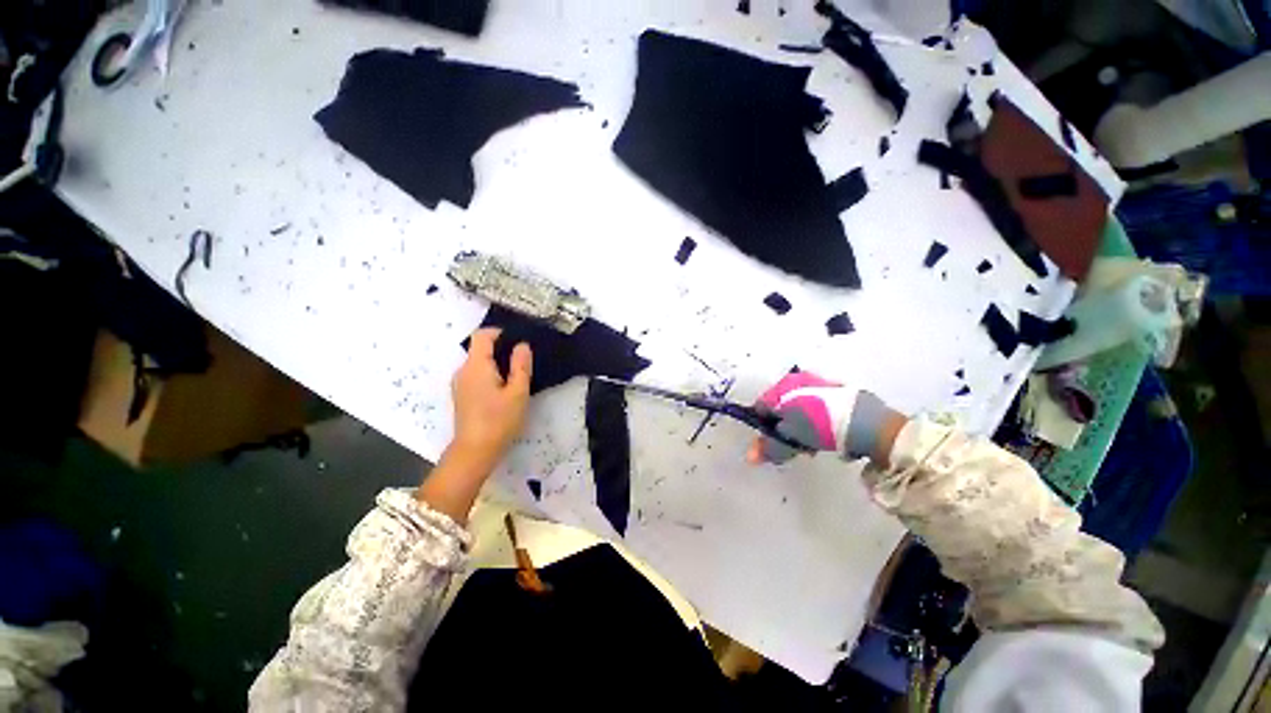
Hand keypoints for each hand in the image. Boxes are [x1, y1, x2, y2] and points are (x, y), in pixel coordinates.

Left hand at [450, 328, 532, 467]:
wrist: (475, 451)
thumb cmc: (499, 420)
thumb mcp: (518, 392)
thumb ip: (520, 366)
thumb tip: (522, 345)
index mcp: (476, 366)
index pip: (482, 336)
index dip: (498, 332)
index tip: (516, 339)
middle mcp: (463, 370)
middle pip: (479, 349)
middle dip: (500, 349)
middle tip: (523, 360)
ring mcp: (460, 384)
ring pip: (478, 363)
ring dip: (496, 363)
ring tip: (516, 376)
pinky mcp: (461, 395)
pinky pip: (475, 375)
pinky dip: (489, 374)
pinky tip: (503, 389)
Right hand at [745, 371, 903, 465]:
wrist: (866, 422)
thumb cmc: (819, 426)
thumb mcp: (790, 439)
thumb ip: (769, 447)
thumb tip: (750, 457)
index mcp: (781, 387)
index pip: (760, 407)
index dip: (762, 427)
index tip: (770, 443)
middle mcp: (796, 380)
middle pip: (780, 407)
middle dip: (783, 428)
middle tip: (793, 446)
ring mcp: (817, 383)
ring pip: (798, 408)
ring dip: (800, 427)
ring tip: (811, 445)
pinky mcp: (836, 390)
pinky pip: (816, 407)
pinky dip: (815, 421)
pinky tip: (827, 436)